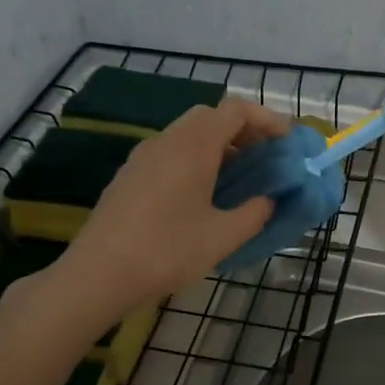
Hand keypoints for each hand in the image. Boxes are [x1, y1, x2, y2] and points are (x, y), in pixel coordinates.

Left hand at [58, 98, 287, 316]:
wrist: (98, 274)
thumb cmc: (166, 251)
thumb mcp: (222, 237)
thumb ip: (254, 214)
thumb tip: (269, 202)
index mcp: (194, 145)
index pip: (235, 110)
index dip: (266, 119)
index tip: (286, 141)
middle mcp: (167, 140)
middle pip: (210, 117)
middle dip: (242, 131)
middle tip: (263, 159)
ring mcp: (143, 156)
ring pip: (187, 135)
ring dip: (217, 146)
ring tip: (237, 180)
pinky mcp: (129, 175)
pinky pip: (170, 152)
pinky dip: (195, 160)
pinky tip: (201, 195)